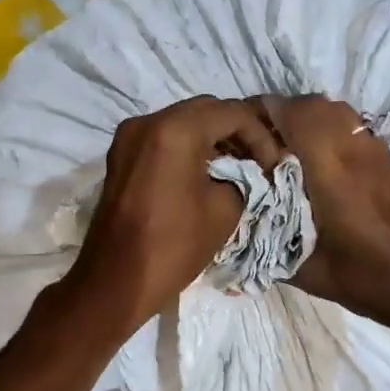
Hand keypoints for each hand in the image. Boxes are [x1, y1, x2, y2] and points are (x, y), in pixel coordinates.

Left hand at [59, 96, 281, 337]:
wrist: (115, 281)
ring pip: (182, 122)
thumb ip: (243, 179)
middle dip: (236, 131)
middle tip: (258, 161)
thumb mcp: (224, 210)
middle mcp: (147, 122)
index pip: (232, 113)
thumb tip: (245, 172)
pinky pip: (162, 138)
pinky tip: (205, 172)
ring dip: (211, 138)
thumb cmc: (174, 246)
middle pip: (204, 110)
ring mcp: (128, 137)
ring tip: (236, 167)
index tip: (274, 166)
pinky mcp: (120, 157)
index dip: (260, 137)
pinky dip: (187, 147)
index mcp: (175, 131)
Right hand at [262, 95, 389, 333]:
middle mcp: (354, 150)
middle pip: (314, 104)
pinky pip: (354, 128)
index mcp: (330, 171)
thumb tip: (237, 225)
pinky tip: (321, 163)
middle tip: (260, 138)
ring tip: (288, 146)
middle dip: (283, 112)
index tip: (240, 126)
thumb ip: (269, 242)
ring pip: (338, 112)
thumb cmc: (365, 278)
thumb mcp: (305, 270)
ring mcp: (377, 153)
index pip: (293, 114)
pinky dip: (331, 131)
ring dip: (308, 118)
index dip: (263, 110)